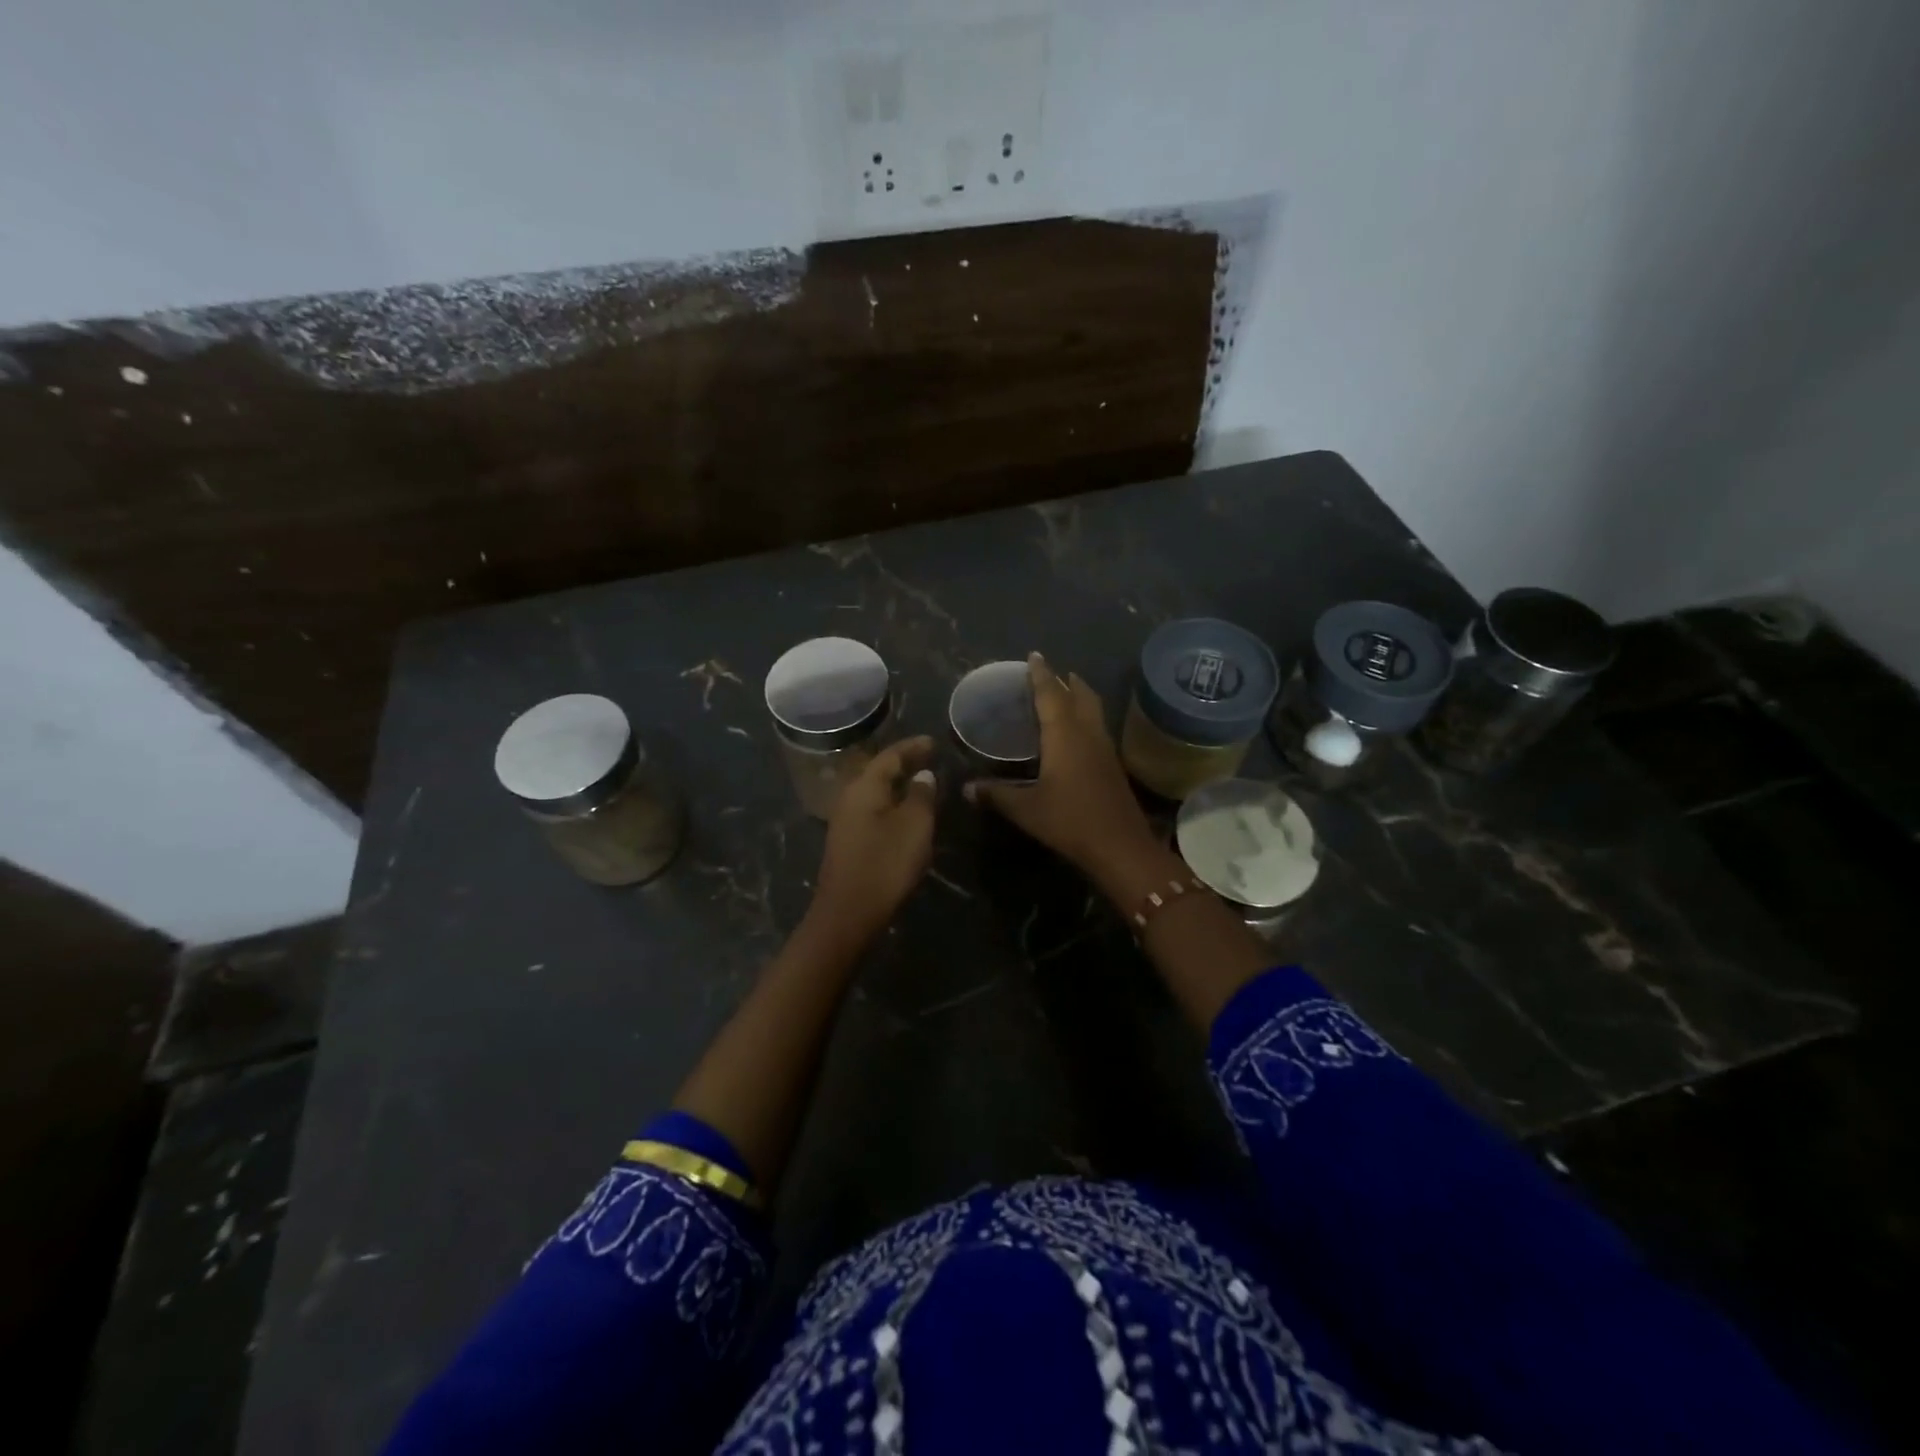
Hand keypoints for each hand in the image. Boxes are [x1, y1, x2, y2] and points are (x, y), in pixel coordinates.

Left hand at [809, 735, 938, 945]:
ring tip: (921, 782)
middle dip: (903, 763)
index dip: (913, 747)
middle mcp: (849, 796)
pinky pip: (872, 809)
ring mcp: (845, 820)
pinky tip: (905, 812)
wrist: (848, 912)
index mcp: (864, 786)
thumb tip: (922, 775)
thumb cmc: (885, 863)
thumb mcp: (914, 826)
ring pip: (874, 791)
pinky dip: (891, 803)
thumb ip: (921, 795)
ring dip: (896, 784)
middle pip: (878, 770)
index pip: (890, 755)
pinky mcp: (847, 841)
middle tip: (928, 758)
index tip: (934, 742)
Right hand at [965, 654, 1161, 889]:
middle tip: (1052, 672)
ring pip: (1093, 710)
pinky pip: (1097, 727)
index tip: (1034, 655)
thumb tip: (966, 789)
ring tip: (1066, 692)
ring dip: (1080, 696)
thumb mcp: (1026, 809)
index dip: (1041, 674)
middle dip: (1066, 680)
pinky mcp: (1113, 765)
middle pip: (1080, 695)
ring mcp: (1104, 748)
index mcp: (1064, 735)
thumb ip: (996, 795)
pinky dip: (1086, 717)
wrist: (1120, 846)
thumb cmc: (1070, 821)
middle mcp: (1087, 734)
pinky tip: (1077, 732)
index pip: (1051, 695)